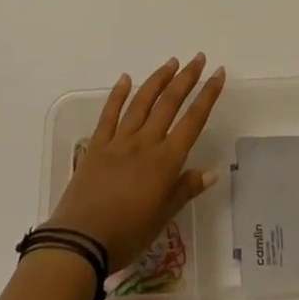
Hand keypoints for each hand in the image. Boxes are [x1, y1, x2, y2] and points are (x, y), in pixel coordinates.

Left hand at [46, 55, 226, 270]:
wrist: (80, 241)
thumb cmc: (127, 235)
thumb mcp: (162, 218)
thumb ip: (185, 189)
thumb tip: (212, 171)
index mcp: (165, 161)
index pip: (193, 121)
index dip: (208, 95)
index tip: (218, 73)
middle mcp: (145, 143)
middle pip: (169, 103)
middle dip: (186, 78)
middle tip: (198, 58)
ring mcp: (119, 141)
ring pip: (142, 102)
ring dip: (158, 80)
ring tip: (171, 62)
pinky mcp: (97, 145)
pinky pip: (109, 114)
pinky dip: (118, 94)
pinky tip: (125, 78)